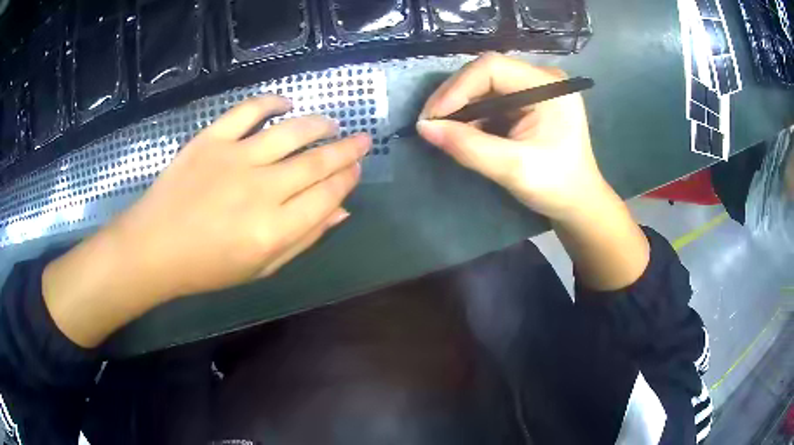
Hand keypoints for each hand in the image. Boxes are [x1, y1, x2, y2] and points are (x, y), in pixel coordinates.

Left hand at [114, 95, 370, 298]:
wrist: (154, 247)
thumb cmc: (207, 267)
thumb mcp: (260, 268)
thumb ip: (303, 239)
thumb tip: (340, 211)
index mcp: (273, 230)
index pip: (326, 195)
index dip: (347, 179)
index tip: (357, 169)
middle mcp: (260, 190)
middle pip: (316, 162)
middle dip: (346, 150)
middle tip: (362, 139)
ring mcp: (234, 159)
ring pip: (290, 132)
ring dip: (318, 125)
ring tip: (332, 124)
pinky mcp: (210, 140)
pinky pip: (247, 111)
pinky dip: (270, 103)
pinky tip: (286, 103)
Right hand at [416, 52, 607, 220]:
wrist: (578, 203)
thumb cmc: (556, 187)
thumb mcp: (513, 169)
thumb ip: (469, 147)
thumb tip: (424, 128)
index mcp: (549, 87)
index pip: (492, 68)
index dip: (457, 88)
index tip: (433, 118)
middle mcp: (543, 79)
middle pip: (486, 72)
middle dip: (455, 97)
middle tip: (431, 124)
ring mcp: (536, 88)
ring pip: (485, 85)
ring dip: (460, 106)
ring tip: (442, 129)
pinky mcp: (529, 101)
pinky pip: (492, 98)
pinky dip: (472, 114)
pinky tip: (462, 131)